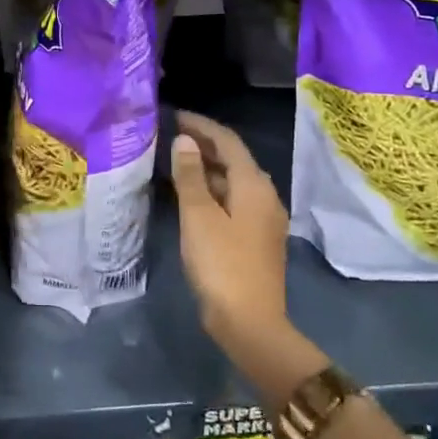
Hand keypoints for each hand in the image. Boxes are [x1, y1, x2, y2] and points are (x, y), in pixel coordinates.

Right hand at [169, 110, 292, 354]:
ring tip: (176, 162)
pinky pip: (234, 200)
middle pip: (234, 159)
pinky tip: (191, 196)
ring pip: (234, 181)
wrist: (250, 323)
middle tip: (172, 135)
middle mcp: (265, 196)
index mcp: (254, 185)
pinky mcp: (257, 238)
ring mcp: (264, 219)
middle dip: (205, 144)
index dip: (202, 125)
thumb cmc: (222, 264)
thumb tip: (186, 141)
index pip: (228, 141)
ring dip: (208, 168)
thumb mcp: (199, 216)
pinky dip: (213, 190)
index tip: (175, 115)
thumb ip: (191, 175)